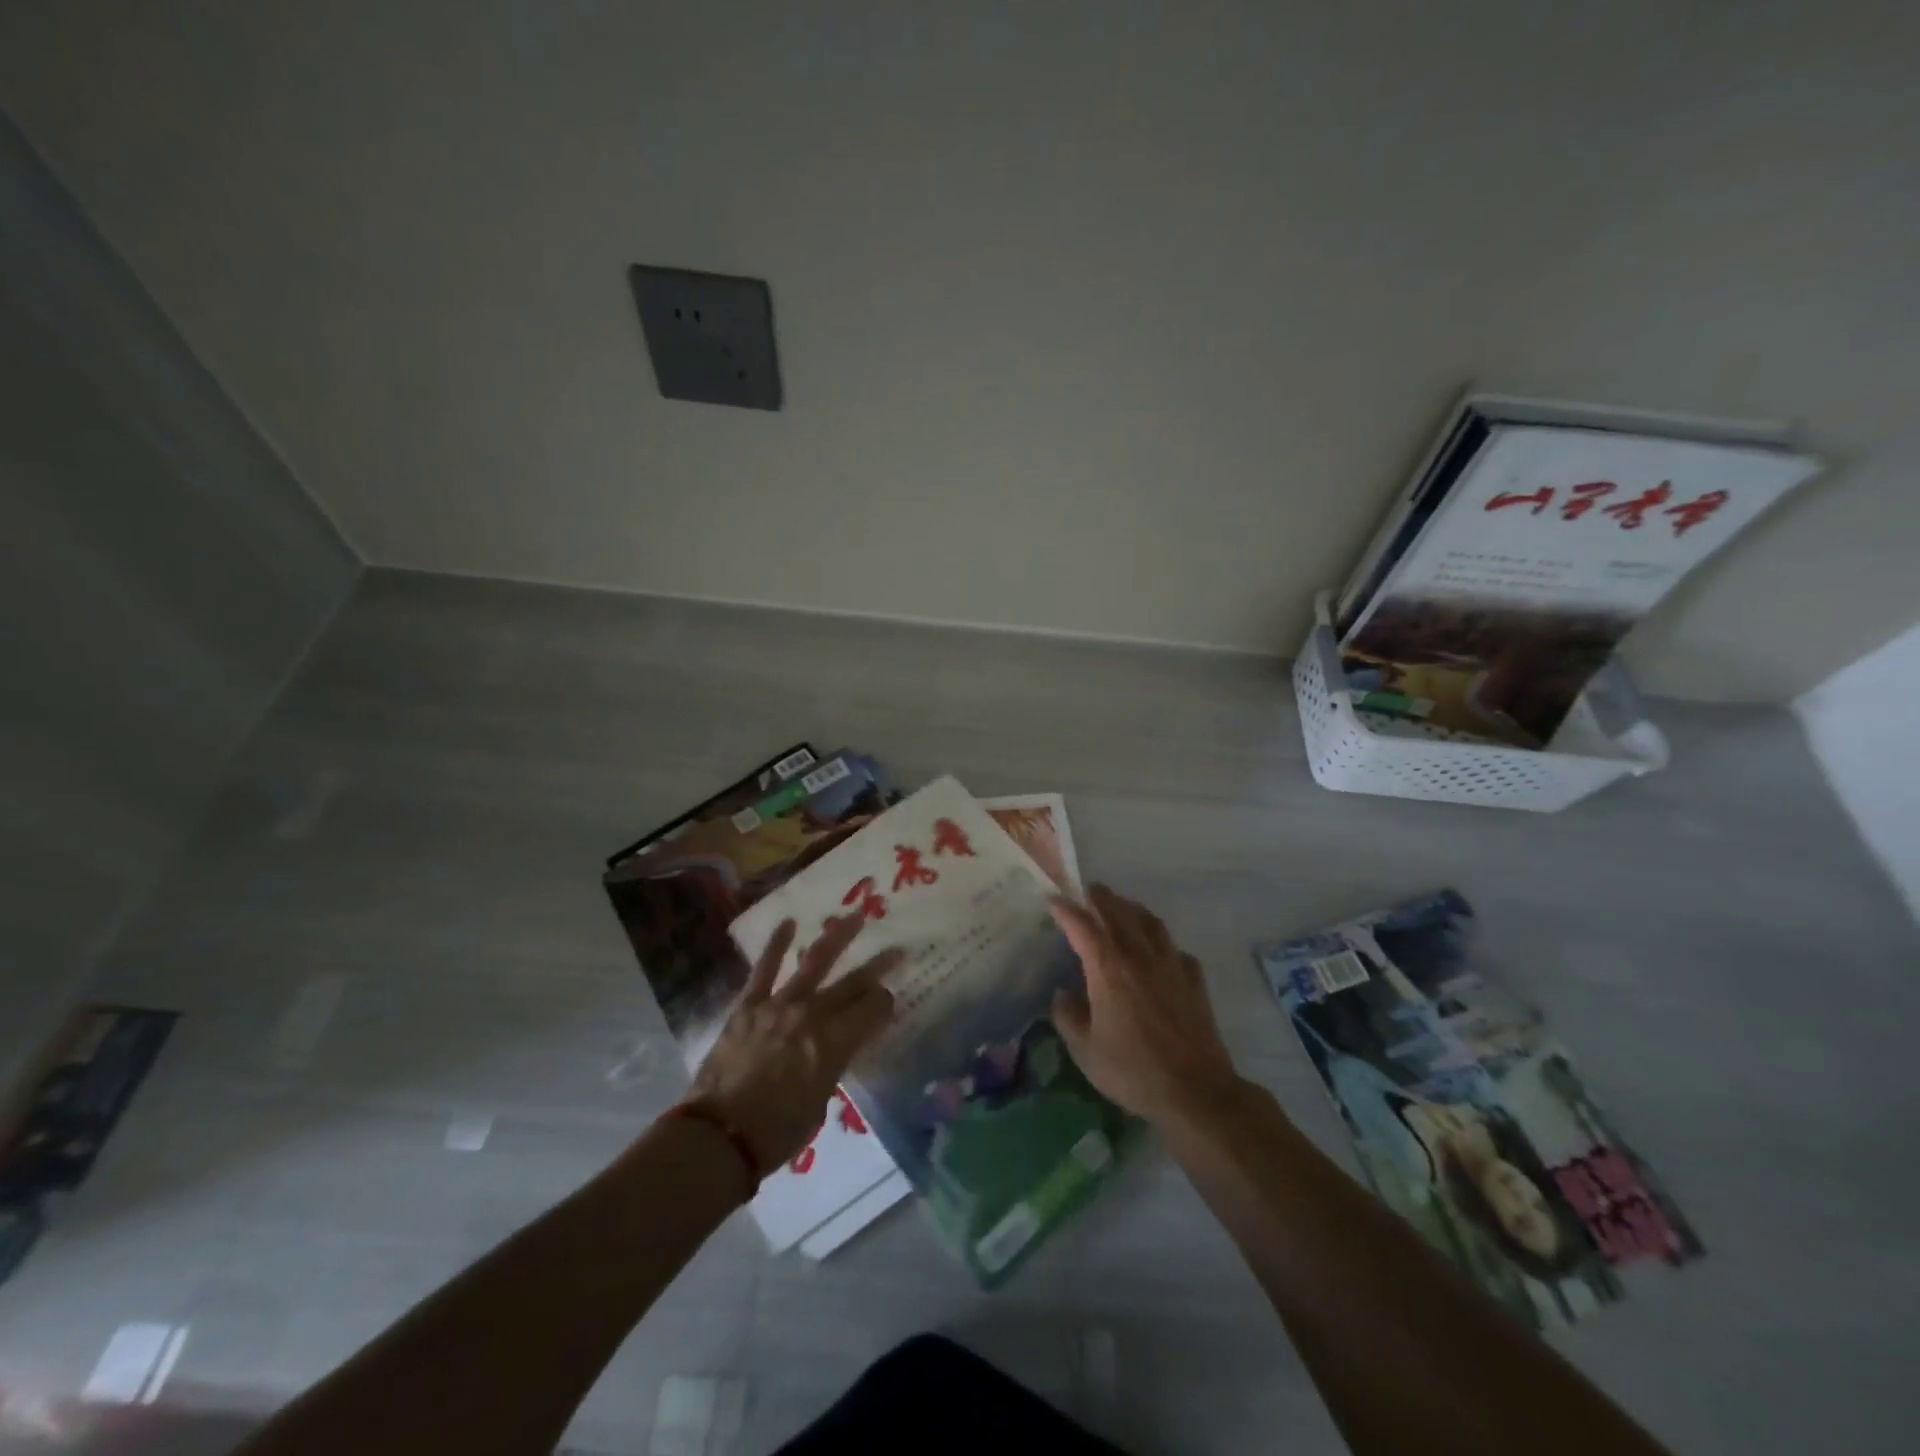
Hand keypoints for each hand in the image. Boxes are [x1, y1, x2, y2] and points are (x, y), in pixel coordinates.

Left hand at [688, 915, 899, 1172]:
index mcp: (834, 1042)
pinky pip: (764, 969)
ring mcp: (778, 1005)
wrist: (718, 1136)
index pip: (872, 1010)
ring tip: (855, 917)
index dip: (885, 1002)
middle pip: (852, 983)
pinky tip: (788, 923)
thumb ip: (831, 1066)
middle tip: (895, 949)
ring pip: (814, 962)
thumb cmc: (776, 1131)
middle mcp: (812, 1014)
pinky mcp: (749, 1005)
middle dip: (878, 966)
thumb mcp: (820, 1103)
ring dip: (837, 937)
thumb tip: (834, 1048)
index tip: (890, 999)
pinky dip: (776, 944)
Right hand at [1049, 885, 1240, 1127]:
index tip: (1052, 900)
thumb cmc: (1132, 1070)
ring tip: (1122, 906)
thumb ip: (1068, 1017)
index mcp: (1108, 968)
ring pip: (1150, 922)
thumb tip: (1063, 995)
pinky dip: (1161, 940)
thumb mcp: (1085, 1050)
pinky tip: (1159, 949)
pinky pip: (1174, 948)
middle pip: (1118, 913)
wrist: (1194, 1090)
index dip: (1065, 910)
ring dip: (1132, 908)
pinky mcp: (1194, 980)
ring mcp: (1171, 964)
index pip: (1082, 926)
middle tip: (1088, 890)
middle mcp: (1139, 955)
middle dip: (1100, 898)